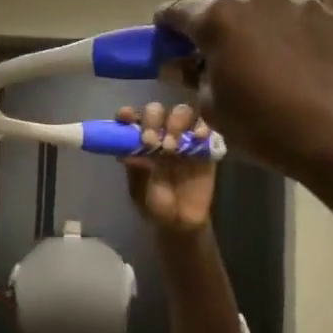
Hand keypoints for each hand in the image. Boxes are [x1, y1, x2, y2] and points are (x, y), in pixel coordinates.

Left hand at [119, 101, 214, 232]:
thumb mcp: (141, 192)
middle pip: (157, 110)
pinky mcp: (205, 145)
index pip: (131, 119)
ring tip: (172, 148)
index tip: (126, 116)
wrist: (182, 222)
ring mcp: (183, 138)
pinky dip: (202, 128)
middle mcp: (160, 134)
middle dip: (152, 120)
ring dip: (175, 123)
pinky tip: (197, 139)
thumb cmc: (156, 206)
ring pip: (182, 112)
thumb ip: (138, 173)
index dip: (128, 114)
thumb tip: (131, 155)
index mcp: (139, 143)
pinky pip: (206, 127)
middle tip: (151, 142)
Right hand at [157, 0, 332, 177]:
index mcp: (218, 20)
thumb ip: (194, 78)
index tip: (166, 36)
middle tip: (217, 38)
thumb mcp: (212, 109)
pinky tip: (309, 30)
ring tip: (266, 37)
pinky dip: (307, 10)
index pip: (178, 10)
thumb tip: (185, 66)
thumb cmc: (263, 126)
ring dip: (258, 9)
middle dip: (212, 8)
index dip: (167, 23)